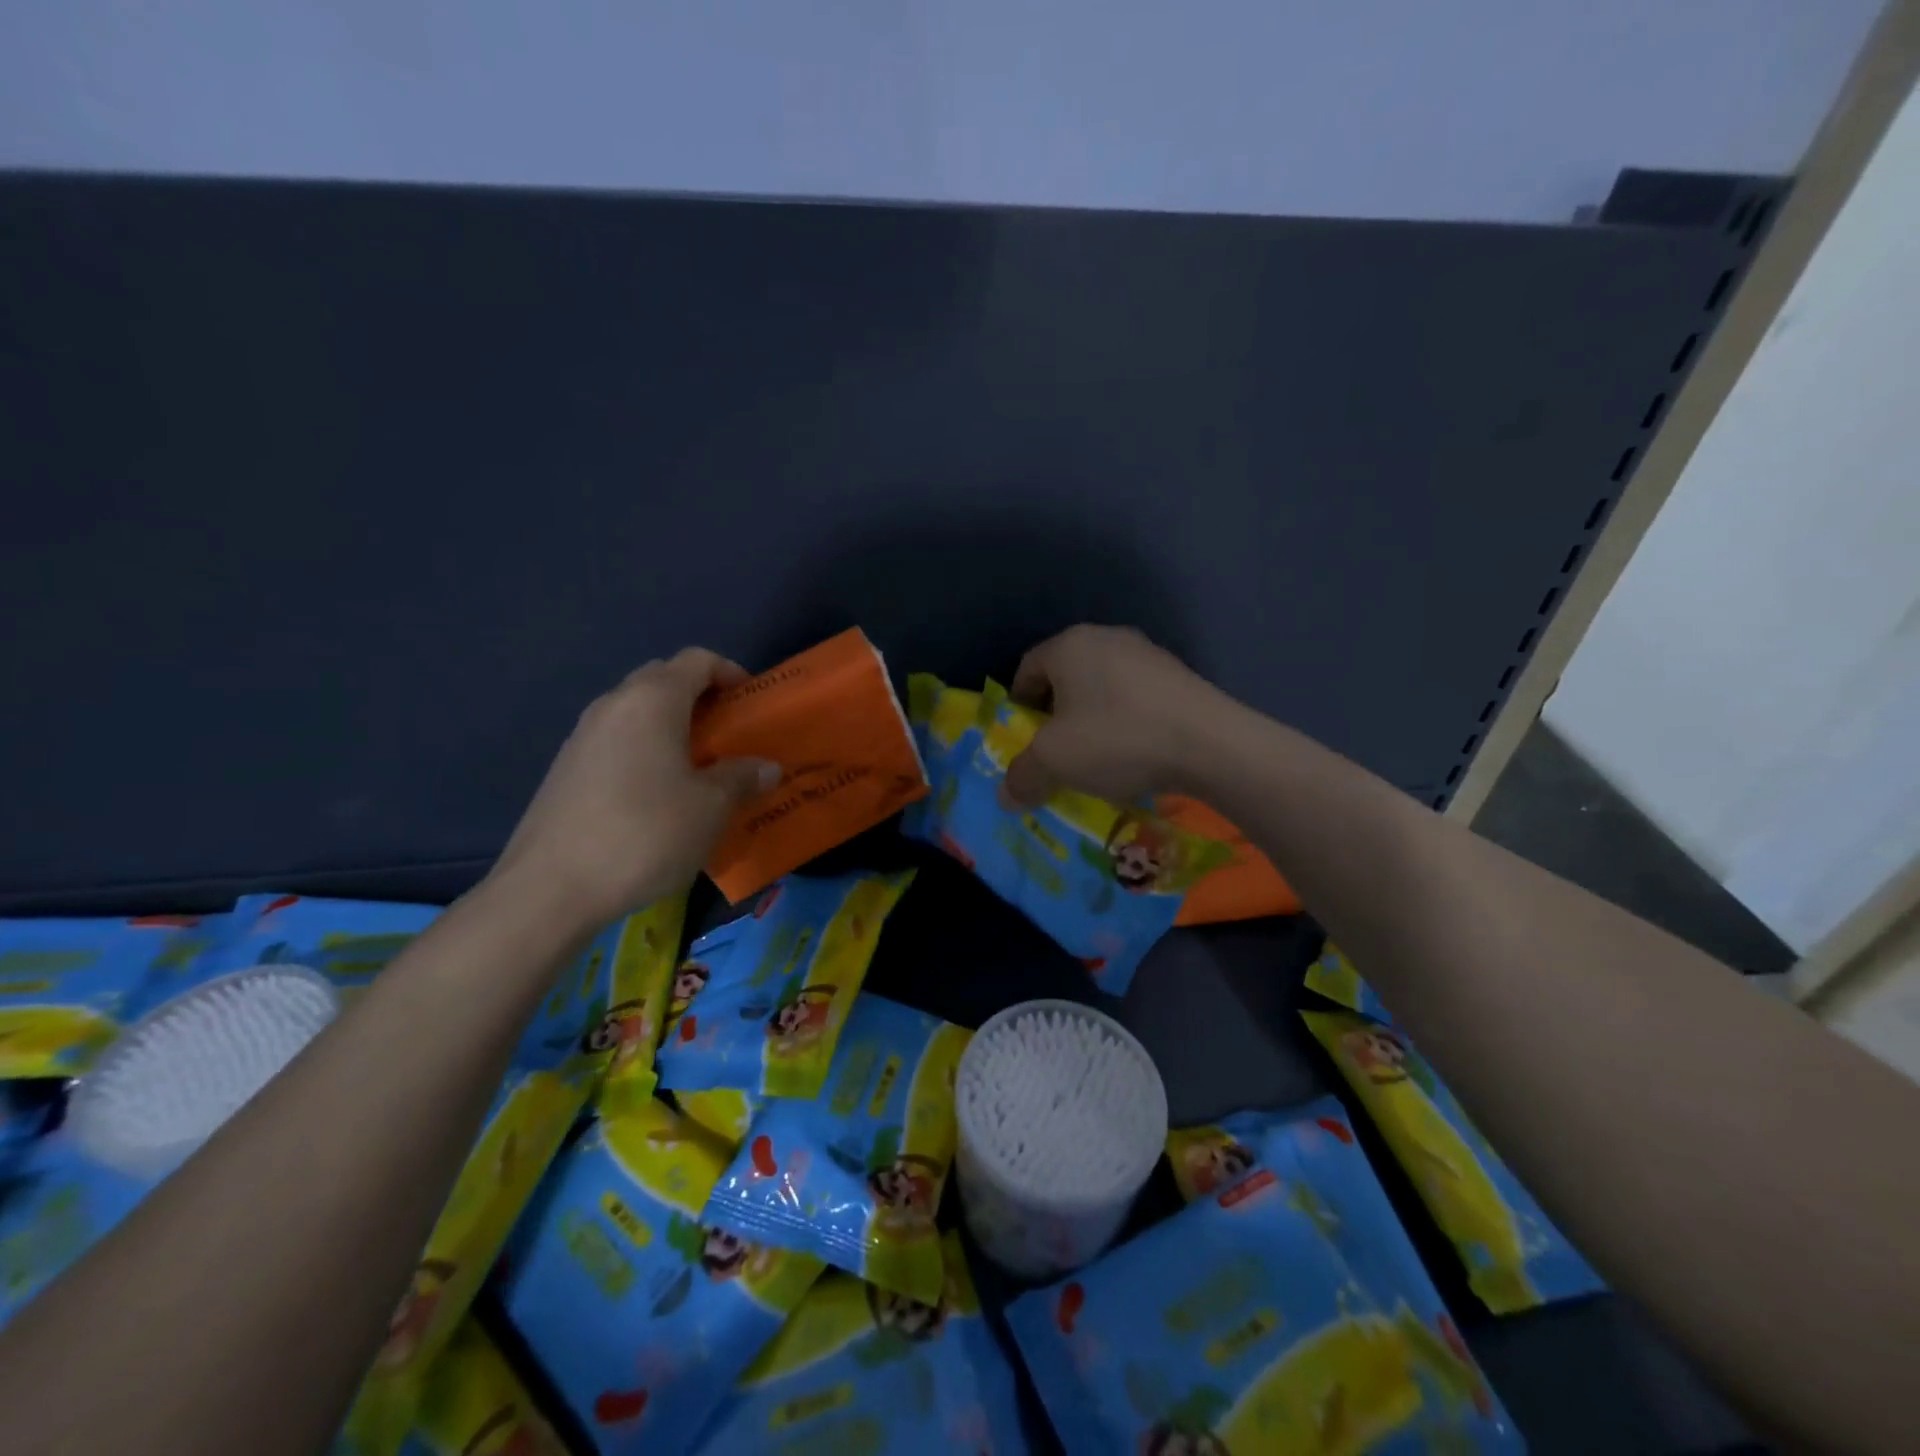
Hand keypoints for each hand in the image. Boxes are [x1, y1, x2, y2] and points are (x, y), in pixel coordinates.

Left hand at [490, 649, 780, 928]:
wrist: (549, 889)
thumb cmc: (645, 834)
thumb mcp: (711, 808)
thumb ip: (742, 778)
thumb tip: (766, 767)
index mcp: (653, 700)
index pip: (697, 660)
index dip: (730, 673)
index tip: (752, 703)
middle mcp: (614, 705)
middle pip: (663, 679)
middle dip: (700, 698)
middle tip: (728, 735)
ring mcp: (582, 736)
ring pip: (637, 712)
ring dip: (671, 727)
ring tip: (698, 768)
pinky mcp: (565, 769)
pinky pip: (617, 742)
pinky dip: (645, 751)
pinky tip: (658, 796)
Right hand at [1003, 625, 1236, 807]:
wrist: (1211, 744)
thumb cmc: (1117, 739)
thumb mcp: (1055, 762)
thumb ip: (1022, 776)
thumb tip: (1005, 796)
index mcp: (1070, 645)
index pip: (1026, 668)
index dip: (1018, 707)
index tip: (1024, 741)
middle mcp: (1106, 638)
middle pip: (1065, 677)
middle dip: (1055, 716)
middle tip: (1057, 753)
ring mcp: (1148, 654)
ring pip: (1102, 688)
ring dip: (1092, 721)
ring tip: (1098, 759)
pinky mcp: (1179, 675)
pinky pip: (1136, 698)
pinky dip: (1126, 723)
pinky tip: (1136, 754)